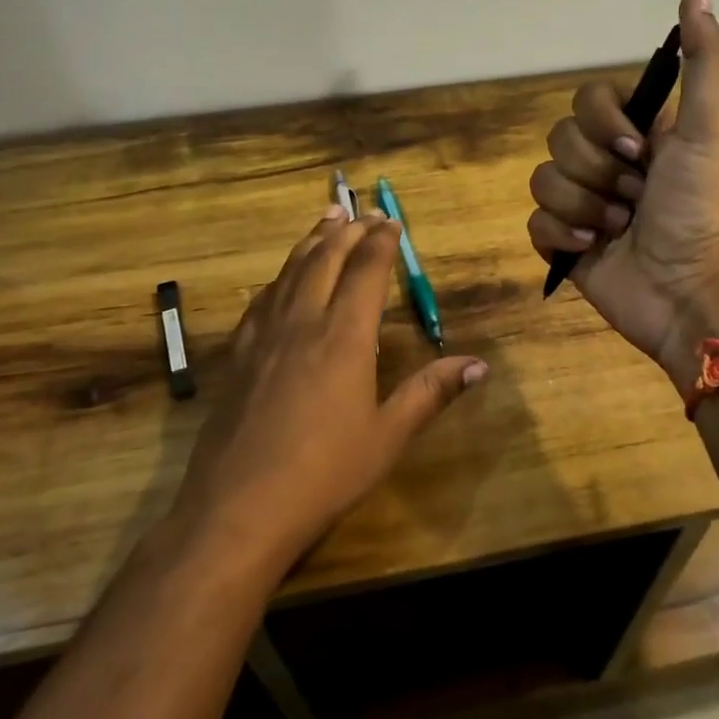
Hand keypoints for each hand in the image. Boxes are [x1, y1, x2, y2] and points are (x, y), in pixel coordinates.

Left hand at [176, 206, 486, 567]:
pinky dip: (279, 277)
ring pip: (289, 271)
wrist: (238, 507)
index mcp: (345, 336)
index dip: (381, 241)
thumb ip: (431, 393)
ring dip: (310, 242)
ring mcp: (264, 336)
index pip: (366, 271)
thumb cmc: (325, 473)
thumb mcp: (388, 436)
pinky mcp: (238, 355)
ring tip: (324, 220)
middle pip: (325, 259)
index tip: (392, 222)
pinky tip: (279, 280)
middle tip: (361, 210)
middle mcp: (303, 322)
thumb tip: (479, 365)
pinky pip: (261, 300)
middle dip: (346, 230)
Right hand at [527, 0, 718, 385]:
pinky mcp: (566, 246)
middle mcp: (611, 165)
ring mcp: (586, 206)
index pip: (588, 100)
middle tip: (635, 198)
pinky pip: (534, 223)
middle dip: (597, 172)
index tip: (640, 151)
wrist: (693, 292)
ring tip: (619, 230)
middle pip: (560, 139)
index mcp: (642, 134)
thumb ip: (705, 60)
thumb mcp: (714, 127)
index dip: (604, 124)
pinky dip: (561, 236)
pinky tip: (593, 251)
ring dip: (583, 207)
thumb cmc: (705, 206)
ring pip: (543, 181)